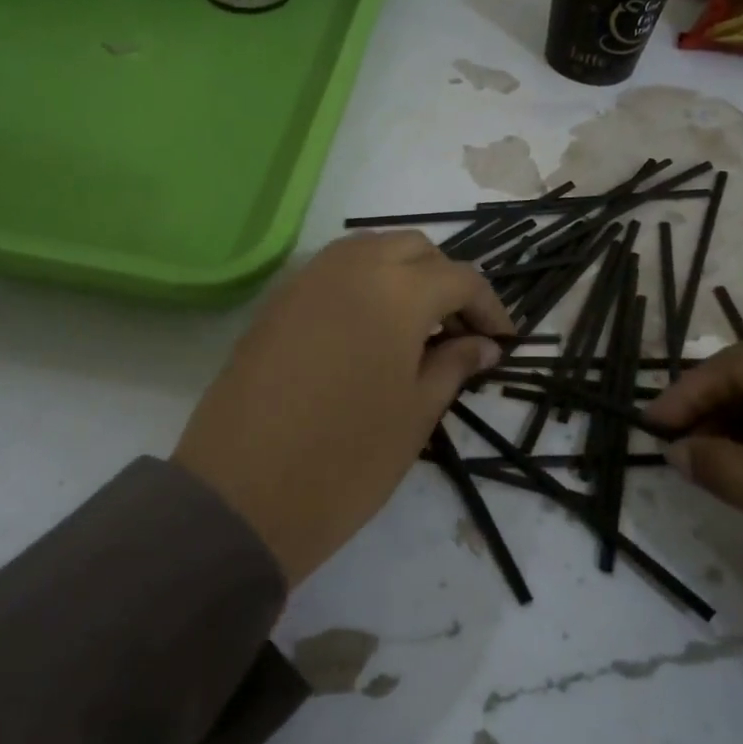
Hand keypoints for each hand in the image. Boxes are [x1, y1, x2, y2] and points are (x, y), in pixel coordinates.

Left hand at [175, 232, 513, 586]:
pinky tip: (367, 329)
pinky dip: (362, 282)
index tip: (502, 342)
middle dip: (445, 281)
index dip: (489, 307)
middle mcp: (351, 267)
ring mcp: (307, 279)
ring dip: (402, 274)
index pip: (460, 278)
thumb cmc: (346, 460)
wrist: (241, 495)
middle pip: (414, 249)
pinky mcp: (276, 301)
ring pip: (370, 250)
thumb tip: (483, 345)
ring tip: (415, 327)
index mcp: (397, 292)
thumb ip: (453, 366)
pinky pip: (333, 270)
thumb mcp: (415, 415)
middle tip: (457, 332)